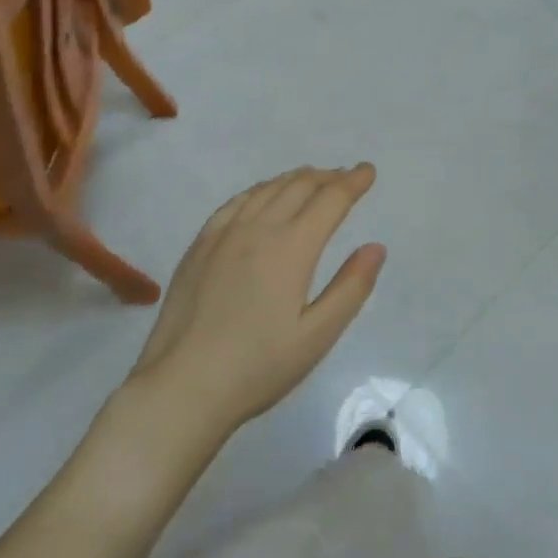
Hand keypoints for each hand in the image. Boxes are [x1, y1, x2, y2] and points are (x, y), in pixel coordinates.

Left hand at [128, 164, 385, 438]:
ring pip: (267, 189)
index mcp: (292, 247)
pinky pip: (235, 202)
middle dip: (328, 177)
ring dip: (295, 179)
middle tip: (346, 176)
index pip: (330, 200)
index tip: (368, 171)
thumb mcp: (317, 336)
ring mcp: (224, 233)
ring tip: (312, 179)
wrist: (182, 387)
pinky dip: (259, 190)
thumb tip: (376, 247)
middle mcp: (259, 228)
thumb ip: (351, 288)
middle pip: (299, 186)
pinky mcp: (200, 245)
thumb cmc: (257, 367)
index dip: (353, 182)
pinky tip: (262, 196)